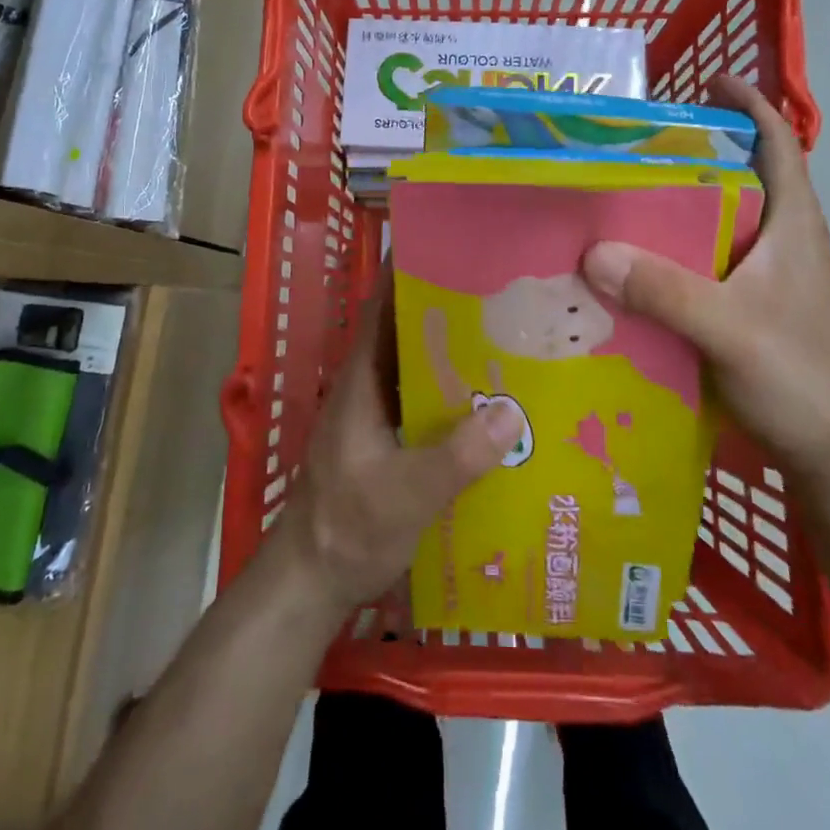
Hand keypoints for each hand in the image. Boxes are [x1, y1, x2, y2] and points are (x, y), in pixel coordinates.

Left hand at [277, 275, 524, 611]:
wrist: (313, 582)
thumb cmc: (347, 527)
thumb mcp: (404, 494)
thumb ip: (455, 456)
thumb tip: (512, 411)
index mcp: (362, 379)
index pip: (384, 307)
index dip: (411, 273)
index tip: (456, 248)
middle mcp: (371, 386)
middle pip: (411, 333)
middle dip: (453, 310)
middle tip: (509, 294)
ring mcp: (381, 415)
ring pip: (423, 369)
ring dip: (460, 355)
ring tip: (516, 340)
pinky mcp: (393, 443)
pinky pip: (430, 404)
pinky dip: (459, 397)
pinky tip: (499, 406)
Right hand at [580, 75, 829, 493]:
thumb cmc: (801, 381)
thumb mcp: (729, 329)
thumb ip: (666, 291)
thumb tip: (594, 251)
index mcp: (793, 228)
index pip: (778, 146)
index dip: (751, 107)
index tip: (710, 81)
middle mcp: (783, 245)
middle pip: (741, 180)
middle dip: (697, 154)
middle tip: (635, 145)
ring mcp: (769, 283)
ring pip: (720, 227)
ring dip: (680, 208)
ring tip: (621, 200)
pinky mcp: (752, 315)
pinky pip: (706, 268)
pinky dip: (674, 257)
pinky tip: (634, 270)